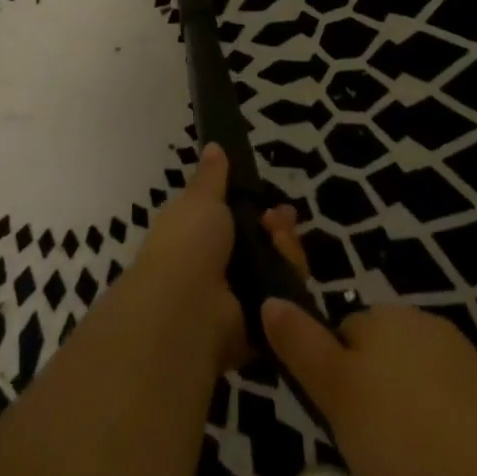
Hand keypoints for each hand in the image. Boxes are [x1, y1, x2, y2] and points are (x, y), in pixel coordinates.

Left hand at [128, 144, 305, 371]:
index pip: (241, 222)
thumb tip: (213, 145)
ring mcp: (240, 301)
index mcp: (201, 237)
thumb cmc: (187, 244)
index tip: (273, 204)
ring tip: (279, 243)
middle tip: (281, 222)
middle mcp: (220, 269)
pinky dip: (290, 289)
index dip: (260, 210)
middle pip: (267, 247)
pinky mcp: (259, 330)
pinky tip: (286, 275)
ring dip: (287, 253)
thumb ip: (212, 176)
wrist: (186, 308)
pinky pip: (286, 304)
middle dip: (280, 231)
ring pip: (281, 272)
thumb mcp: (200, 199)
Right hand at [261, 298, 476, 475]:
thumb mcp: (335, 392)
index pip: (344, 336)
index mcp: (386, 317)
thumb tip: (270, 298)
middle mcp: (427, 327)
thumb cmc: (404, 436)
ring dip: (409, 443)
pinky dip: (447, 457)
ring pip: (418, 405)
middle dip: (375, 417)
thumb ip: (301, 344)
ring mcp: (468, 365)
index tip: (339, 424)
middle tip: (374, 468)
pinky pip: (455, 428)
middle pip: (383, 372)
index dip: (335, 382)